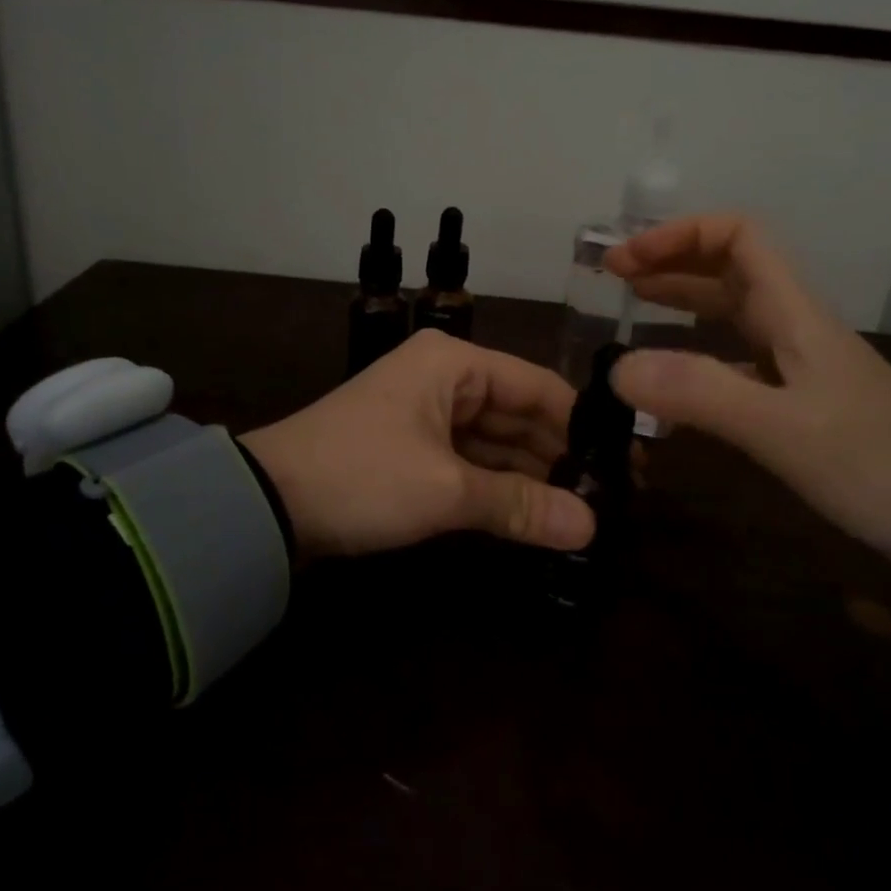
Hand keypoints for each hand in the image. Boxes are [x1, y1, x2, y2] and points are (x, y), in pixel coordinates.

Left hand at [238, 330, 595, 559]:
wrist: (265, 505)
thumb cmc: (362, 476)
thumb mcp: (445, 490)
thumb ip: (519, 505)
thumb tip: (589, 527)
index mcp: (453, 363)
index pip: (539, 387)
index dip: (583, 425)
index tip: (626, 463)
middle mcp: (444, 378)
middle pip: (520, 414)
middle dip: (559, 455)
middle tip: (611, 496)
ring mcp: (426, 415)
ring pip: (495, 442)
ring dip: (531, 476)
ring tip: (583, 511)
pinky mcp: (412, 450)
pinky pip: (469, 462)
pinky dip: (497, 487)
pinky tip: (534, 514)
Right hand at [605, 214, 890, 569]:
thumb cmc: (873, 464)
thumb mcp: (782, 428)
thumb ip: (699, 393)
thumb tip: (616, 368)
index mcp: (794, 313)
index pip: (738, 237)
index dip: (678, 235)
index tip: (626, 261)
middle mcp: (793, 327)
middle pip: (728, 268)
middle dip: (669, 261)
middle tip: (614, 277)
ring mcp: (796, 365)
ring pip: (730, 312)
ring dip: (680, 299)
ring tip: (631, 305)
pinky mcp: (795, 401)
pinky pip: (734, 358)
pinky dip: (694, 353)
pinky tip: (669, 379)